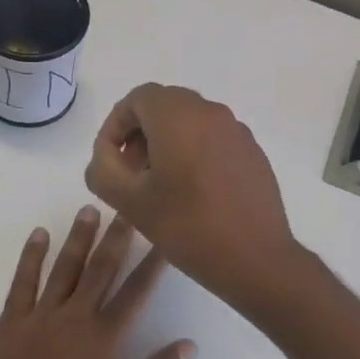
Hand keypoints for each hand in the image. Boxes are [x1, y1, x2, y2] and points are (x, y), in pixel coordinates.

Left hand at [0, 206, 195, 358]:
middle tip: (127, 208)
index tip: (163, 238)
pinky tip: (39, 234)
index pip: (135, 292)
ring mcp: (41, 314)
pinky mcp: (13, 320)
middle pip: (101, 269)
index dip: (152, 264)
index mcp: (104, 336)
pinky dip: (31, 256)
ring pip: (64, 268)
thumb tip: (190, 345)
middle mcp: (76, 316)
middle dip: (116, 237)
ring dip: (78, 238)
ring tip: (88, 210)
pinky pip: (23, 281)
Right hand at [83, 84, 296, 310]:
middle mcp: (211, 113)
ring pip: (190, 122)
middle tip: (130, 172)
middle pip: (164, 106)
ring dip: (166, 143)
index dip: (115, 126)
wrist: (255, 259)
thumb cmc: (187, 227)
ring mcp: (237, 132)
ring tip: (158, 185)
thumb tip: (105, 157)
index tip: (109, 161)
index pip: (137, 99)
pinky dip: (194, 153)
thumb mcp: (129, 202)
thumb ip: (103, 170)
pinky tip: (192, 193)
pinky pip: (214, 140)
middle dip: (140, 133)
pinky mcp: (253, 153)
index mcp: (179, 116)